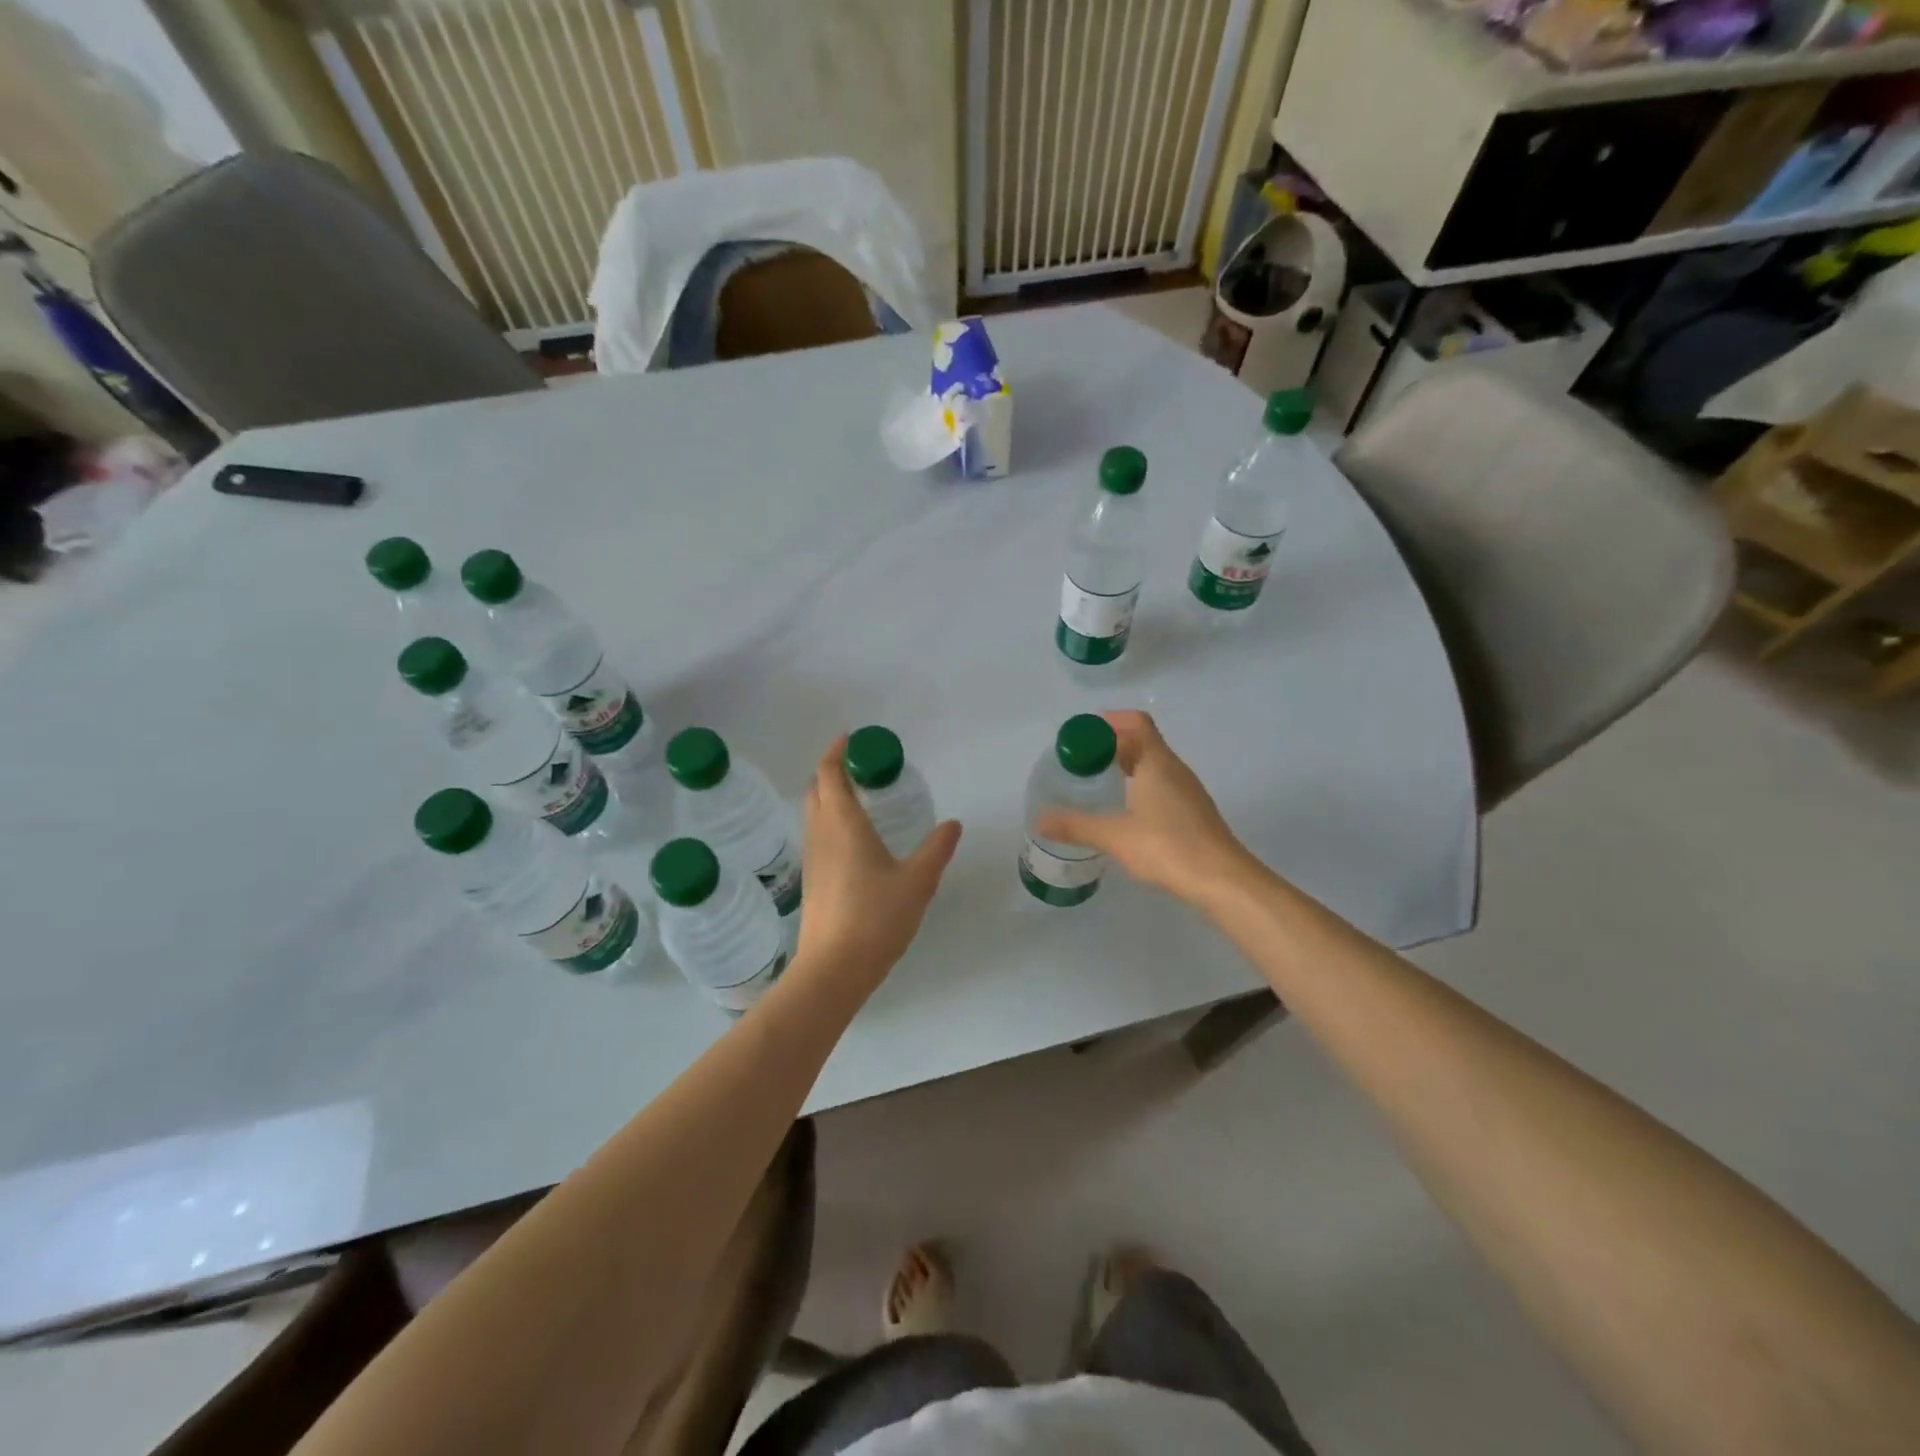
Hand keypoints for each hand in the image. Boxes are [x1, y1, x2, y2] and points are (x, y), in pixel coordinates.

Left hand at [793, 736, 961, 992]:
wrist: (834, 969)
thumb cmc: (876, 918)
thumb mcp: (917, 881)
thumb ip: (936, 849)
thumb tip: (953, 824)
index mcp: (843, 824)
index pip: (830, 774)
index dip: (836, 752)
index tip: (851, 739)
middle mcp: (820, 834)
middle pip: (815, 788)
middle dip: (831, 770)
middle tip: (860, 767)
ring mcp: (811, 858)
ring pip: (812, 812)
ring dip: (828, 795)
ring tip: (860, 797)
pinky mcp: (811, 880)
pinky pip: (816, 834)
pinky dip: (829, 820)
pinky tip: (854, 838)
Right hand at [1034, 710, 1254, 905]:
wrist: (1222, 880)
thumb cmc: (1167, 847)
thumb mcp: (1114, 836)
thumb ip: (1076, 825)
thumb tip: (1039, 819)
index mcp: (1156, 762)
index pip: (1135, 723)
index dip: (1108, 722)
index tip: (1081, 736)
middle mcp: (1174, 769)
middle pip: (1143, 741)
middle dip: (1111, 745)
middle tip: (1081, 761)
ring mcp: (1187, 791)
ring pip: (1153, 764)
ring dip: (1126, 766)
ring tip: (1098, 783)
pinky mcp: (1192, 812)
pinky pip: (1161, 785)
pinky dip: (1139, 785)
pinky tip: (1124, 810)